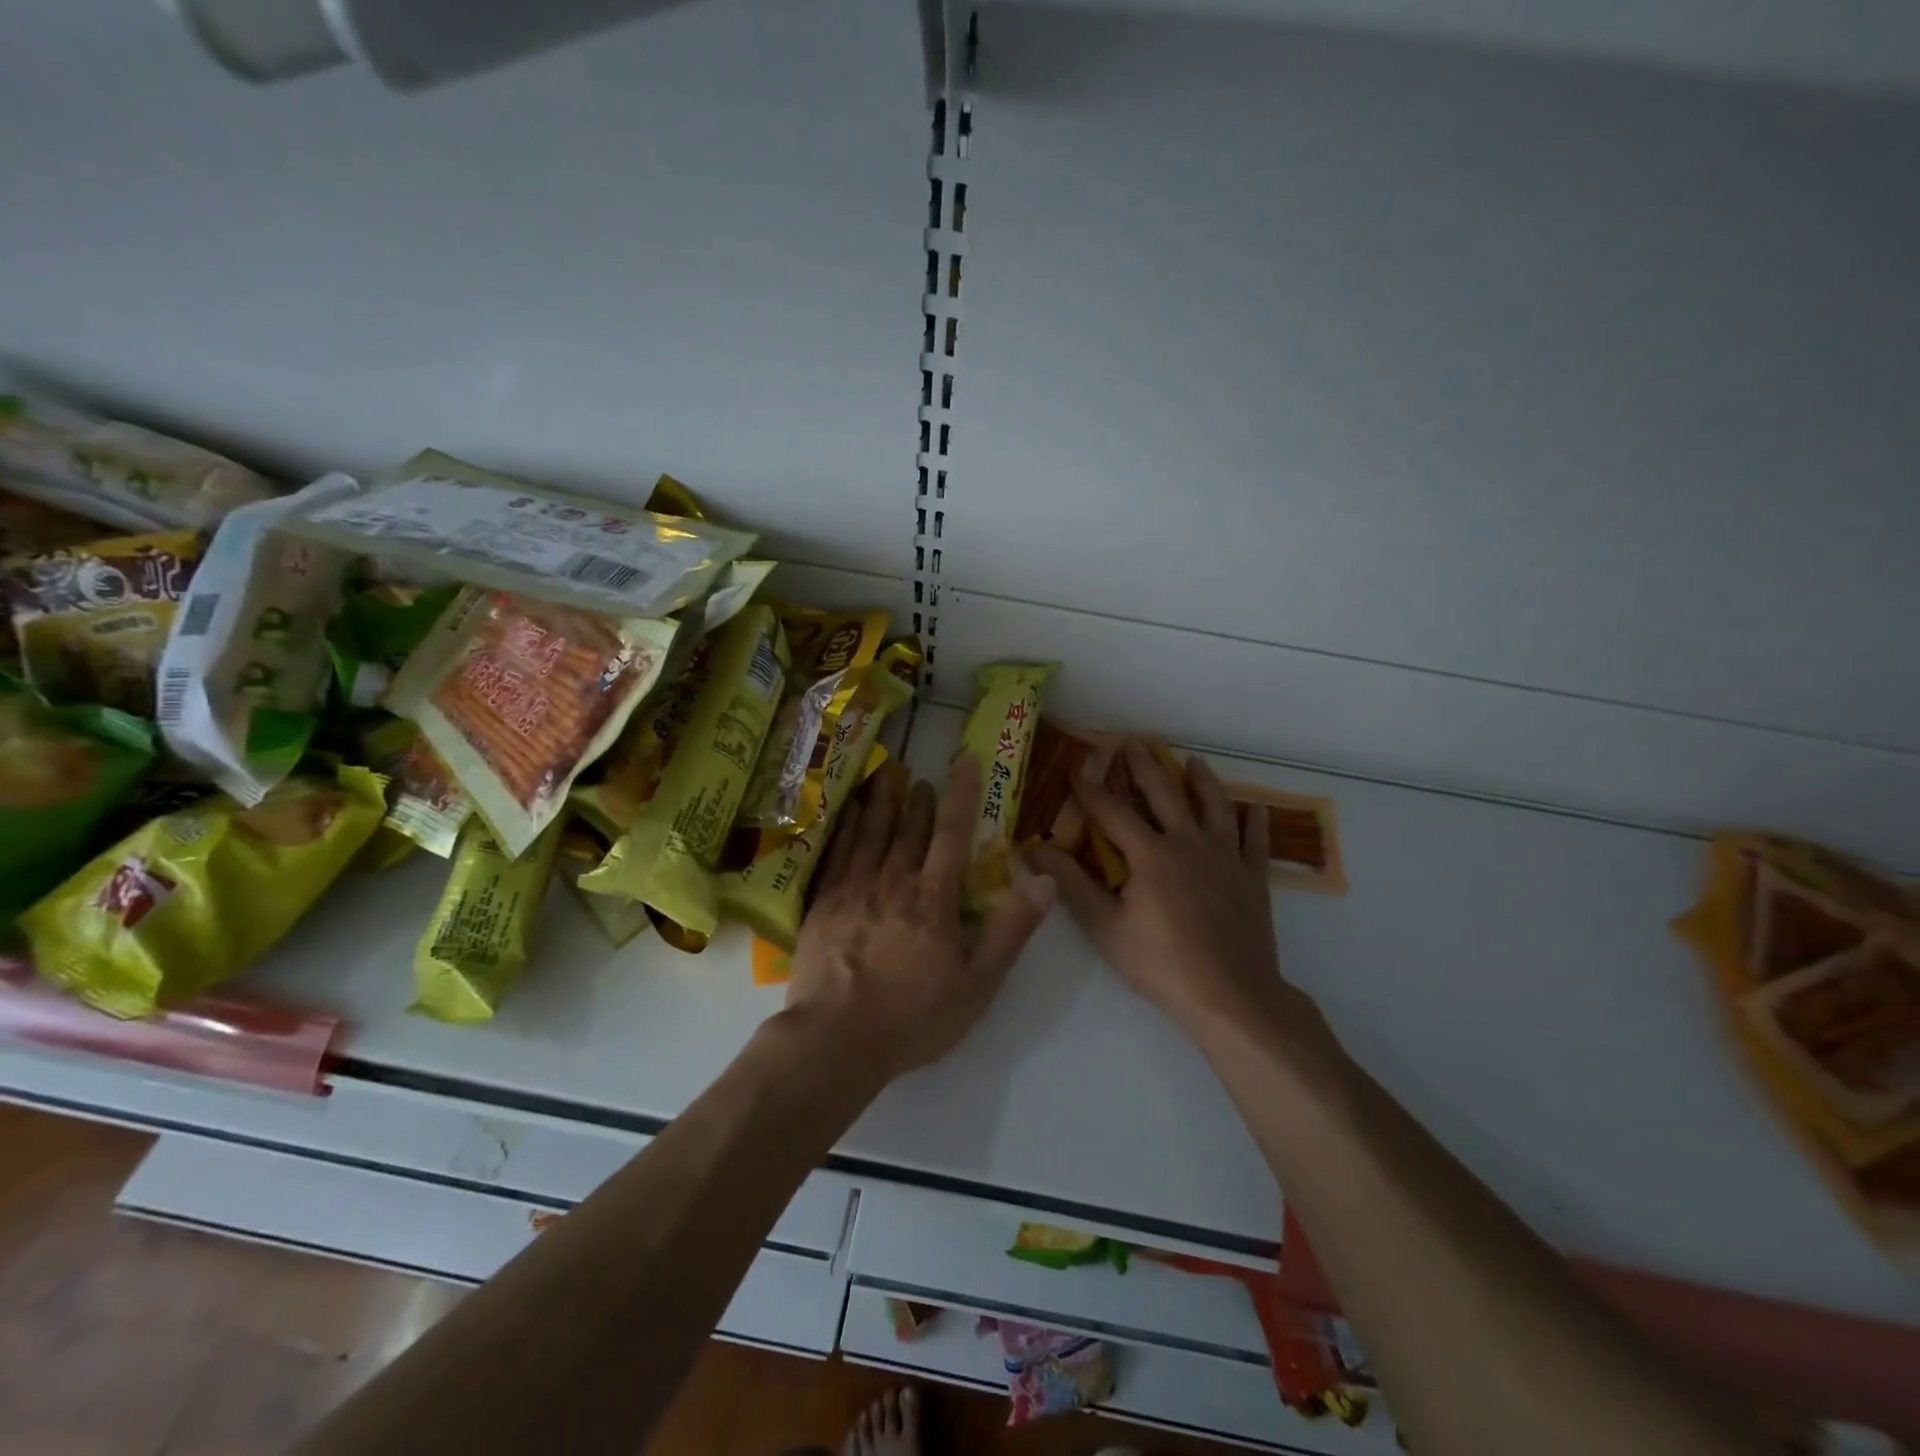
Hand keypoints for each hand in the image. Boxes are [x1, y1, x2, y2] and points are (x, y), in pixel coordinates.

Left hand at [784, 755, 1055, 1082]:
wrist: (835, 1039)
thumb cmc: (914, 1016)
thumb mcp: (978, 982)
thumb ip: (1011, 929)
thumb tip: (1045, 880)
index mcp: (932, 897)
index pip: (952, 833)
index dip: (961, 794)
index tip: (964, 760)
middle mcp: (892, 881)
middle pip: (908, 829)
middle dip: (918, 801)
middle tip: (921, 778)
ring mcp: (852, 890)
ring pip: (869, 834)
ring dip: (880, 804)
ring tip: (884, 778)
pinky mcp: (822, 904)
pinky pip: (835, 854)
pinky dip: (843, 829)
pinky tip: (845, 816)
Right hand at [1027, 740, 1295, 1044]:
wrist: (1232, 995)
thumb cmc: (1162, 963)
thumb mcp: (1105, 927)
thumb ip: (1070, 884)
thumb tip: (1034, 849)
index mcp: (1150, 854)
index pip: (1113, 812)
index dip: (1090, 790)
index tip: (1074, 769)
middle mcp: (1189, 843)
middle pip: (1165, 793)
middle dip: (1145, 766)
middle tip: (1133, 742)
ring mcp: (1226, 858)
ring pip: (1215, 806)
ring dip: (1202, 780)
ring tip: (1193, 761)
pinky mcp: (1252, 878)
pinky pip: (1255, 840)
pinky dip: (1256, 821)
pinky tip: (1256, 808)